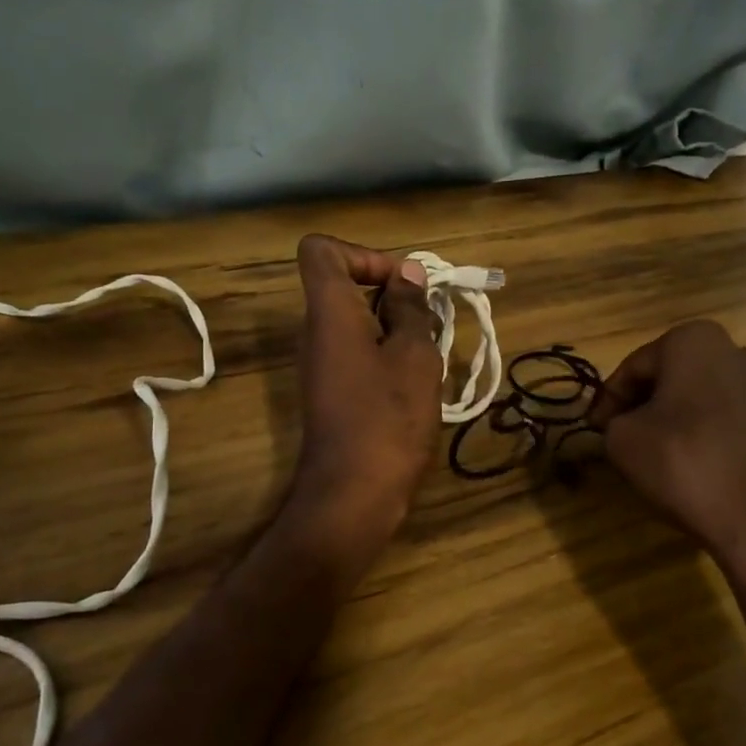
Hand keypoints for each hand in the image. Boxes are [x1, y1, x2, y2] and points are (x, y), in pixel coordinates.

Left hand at [287, 234, 441, 551]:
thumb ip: (410, 308)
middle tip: (429, 321)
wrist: (353, 494)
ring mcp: (321, 364)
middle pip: (344, 285)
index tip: (401, 284)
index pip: (321, 250)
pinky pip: (357, 352)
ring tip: (429, 354)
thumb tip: (407, 275)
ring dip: (395, 328)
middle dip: (391, 294)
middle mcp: (316, 331)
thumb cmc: (387, 417)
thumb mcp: (413, 356)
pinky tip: (416, 383)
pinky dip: (386, 355)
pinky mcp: (330, 392)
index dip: (363, 254)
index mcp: (329, 312)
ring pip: (356, 322)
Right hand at [590, 321, 745, 591]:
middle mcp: (741, 353)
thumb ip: (613, 421)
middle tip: (627, 438)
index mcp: (696, 342)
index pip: (635, 367)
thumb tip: (624, 424)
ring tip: (666, 457)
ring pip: (711, 399)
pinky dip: (718, 438)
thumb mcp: (622, 441)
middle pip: (676, 377)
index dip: (609, 399)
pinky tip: (705, 470)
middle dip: (649, 404)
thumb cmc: (687, 465)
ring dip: (685, 420)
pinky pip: (741, 425)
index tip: (595, 429)